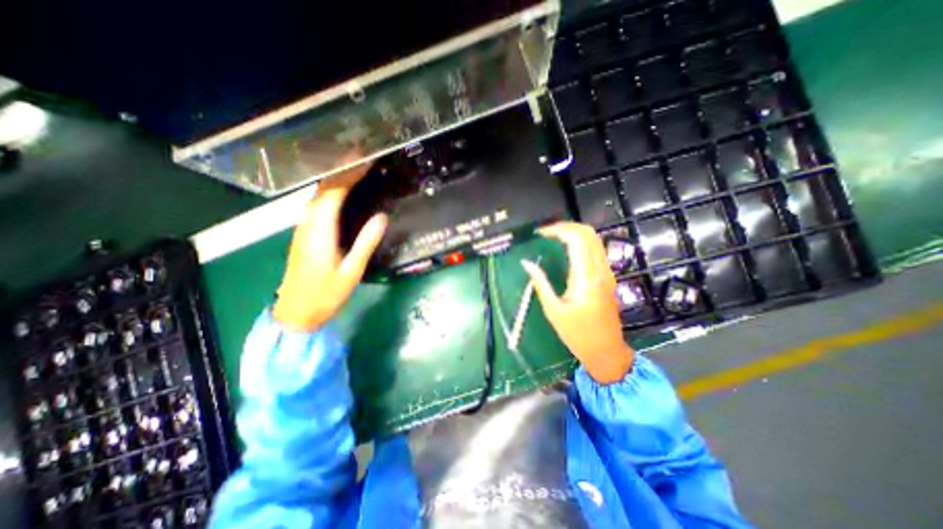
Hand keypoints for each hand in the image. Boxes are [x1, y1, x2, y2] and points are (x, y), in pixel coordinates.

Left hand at [270, 163, 387, 332]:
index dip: (349, 175)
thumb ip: (366, 242)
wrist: (296, 312)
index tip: (366, 162)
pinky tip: (343, 197)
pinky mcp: (304, 235)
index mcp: (319, 230)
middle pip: (322, 190)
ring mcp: (303, 229)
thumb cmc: (326, 293)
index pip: (333, 192)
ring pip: (318, 196)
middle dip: (342, 172)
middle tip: (365, 163)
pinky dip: (331, 195)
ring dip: (336, 182)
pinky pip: (317, 206)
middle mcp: (307, 224)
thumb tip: (382, 216)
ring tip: (357, 174)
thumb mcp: (352, 270)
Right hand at [524, 222, 631, 380]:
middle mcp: (599, 270)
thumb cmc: (577, 334)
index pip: (576, 239)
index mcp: (585, 278)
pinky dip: (582, 242)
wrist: (606, 350)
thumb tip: (526, 263)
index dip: (558, 229)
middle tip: (547, 232)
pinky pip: (596, 249)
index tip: (540, 233)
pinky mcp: (608, 276)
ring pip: (595, 239)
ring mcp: (607, 272)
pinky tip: (568, 248)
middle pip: (588, 233)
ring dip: (575, 232)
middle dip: (567, 226)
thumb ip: (540, 283)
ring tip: (554, 237)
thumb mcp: (553, 310)